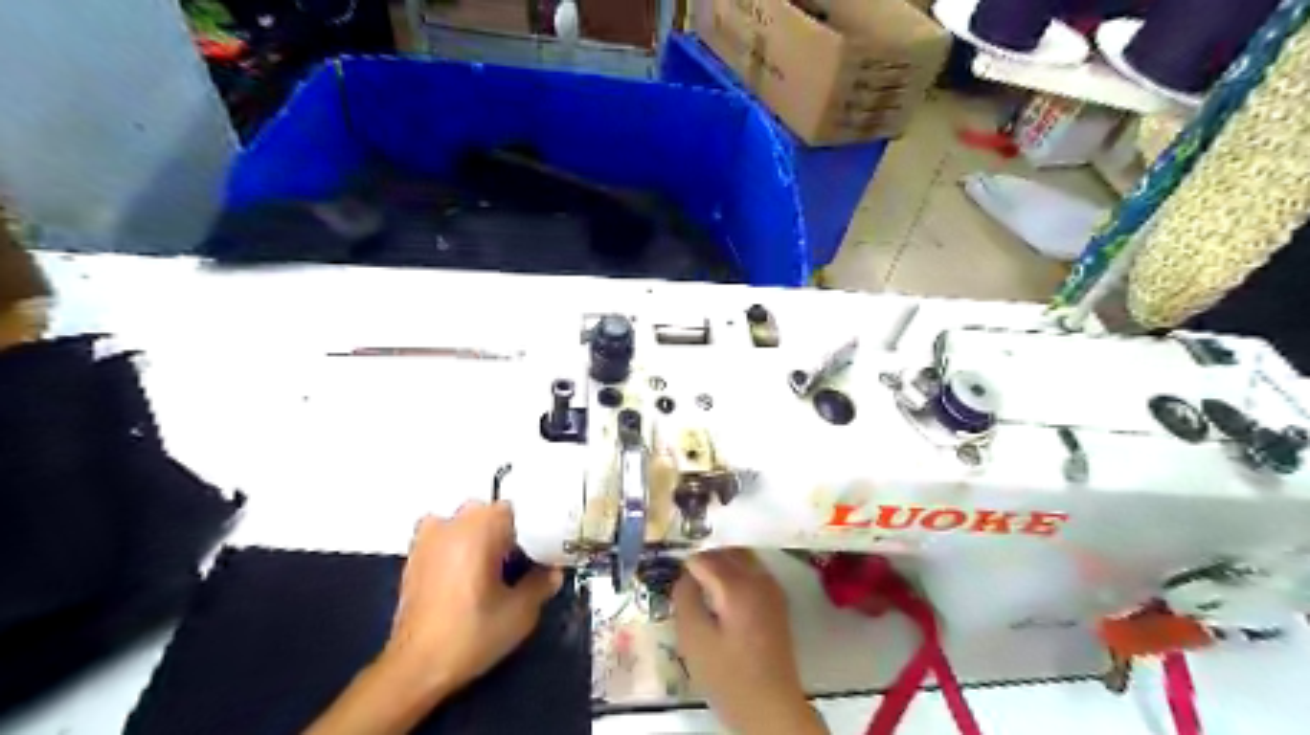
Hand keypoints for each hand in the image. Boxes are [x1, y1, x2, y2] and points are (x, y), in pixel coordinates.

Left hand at [310, 504, 559, 734]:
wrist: (415, 668)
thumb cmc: (472, 634)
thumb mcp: (521, 613)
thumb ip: (541, 584)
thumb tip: (552, 572)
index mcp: (479, 527)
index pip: (513, 511)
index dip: (528, 532)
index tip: (536, 555)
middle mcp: (451, 524)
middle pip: (486, 514)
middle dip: (502, 534)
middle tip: (515, 565)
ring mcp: (426, 539)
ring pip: (462, 525)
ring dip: (476, 539)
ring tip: (487, 571)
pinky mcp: (412, 559)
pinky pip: (442, 540)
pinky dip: (455, 550)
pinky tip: (464, 579)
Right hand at [674, 548, 826, 734]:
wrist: (771, 706)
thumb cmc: (728, 676)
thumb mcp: (694, 639)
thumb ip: (685, 598)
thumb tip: (685, 575)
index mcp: (738, 585)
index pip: (704, 556)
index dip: (685, 563)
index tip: (672, 573)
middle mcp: (758, 578)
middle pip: (725, 550)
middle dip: (704, 556)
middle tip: (683, 573)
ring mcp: (771, 587)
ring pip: (741, 556)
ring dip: (720, 560)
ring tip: (700, 579)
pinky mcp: (776, 600)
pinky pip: (752, 570)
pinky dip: (735, 571)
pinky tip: (721, 592)